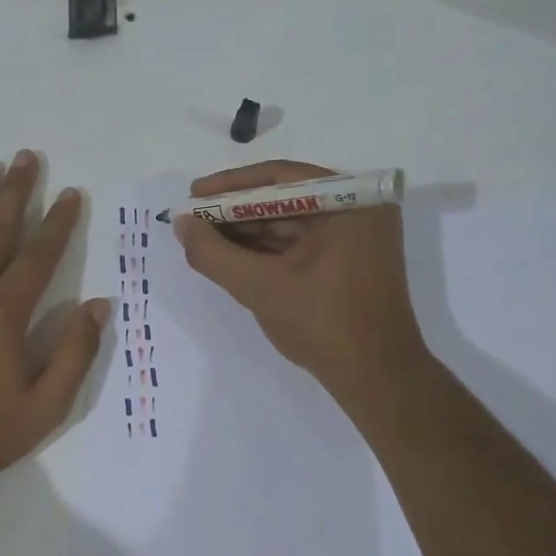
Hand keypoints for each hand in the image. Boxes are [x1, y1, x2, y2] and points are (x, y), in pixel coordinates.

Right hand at [174, 160, 428, 404]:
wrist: (375, 377)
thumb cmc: (321, 323)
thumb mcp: (259, 286)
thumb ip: (213, 253)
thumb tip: (181, 223)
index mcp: (350, 201)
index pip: (280, 178)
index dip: (230, 186)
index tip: (192, 195)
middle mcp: (358, 210)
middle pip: (284, 199)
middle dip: (236, 212)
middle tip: (193, 221)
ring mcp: (356, 237)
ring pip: (290, 224)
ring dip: (247, 233)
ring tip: (203, 241)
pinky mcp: (350, 262)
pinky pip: (301, 245)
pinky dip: (267, 251)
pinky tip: (232, 257)